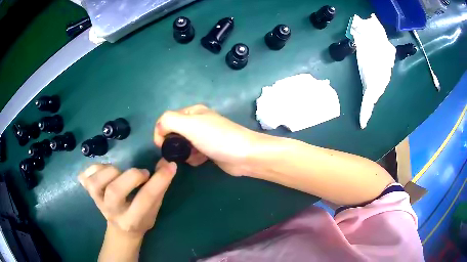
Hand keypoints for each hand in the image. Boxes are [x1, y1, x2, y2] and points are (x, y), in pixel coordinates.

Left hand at [78, 159, 176, 236]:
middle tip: (142, 174)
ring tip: (119, 173)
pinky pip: (86, 177)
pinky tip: (104, 172)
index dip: (159, 181)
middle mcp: (112, 212)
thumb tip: (166, 163)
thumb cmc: (141, 219)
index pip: (145, 199)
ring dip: (110, 171)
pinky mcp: (89, 193)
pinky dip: (94, 169)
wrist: (121, 229)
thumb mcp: (154, 209)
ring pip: (96, 183)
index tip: (170, 166)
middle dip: (132, 176)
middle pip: (115, 191)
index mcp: (132, 221)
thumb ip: (160, 188)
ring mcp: (98, 202)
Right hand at [154, 105, 262, 175]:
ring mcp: (205, 136)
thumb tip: (159, 130)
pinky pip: (193, 153)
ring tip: (192, 157)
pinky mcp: (210, 150)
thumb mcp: (190, 124)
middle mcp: (198, 122)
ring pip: (183, 144)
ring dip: (183, 153)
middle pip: (175, 132)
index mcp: (193, 111)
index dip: (161, 131)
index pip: (167, 118)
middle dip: (174, 144)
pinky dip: (193, 158)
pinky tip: (199, 160)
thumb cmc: (216, 138)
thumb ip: (169, 121)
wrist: (244, 155)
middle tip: (178, 153)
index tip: (162, 146)